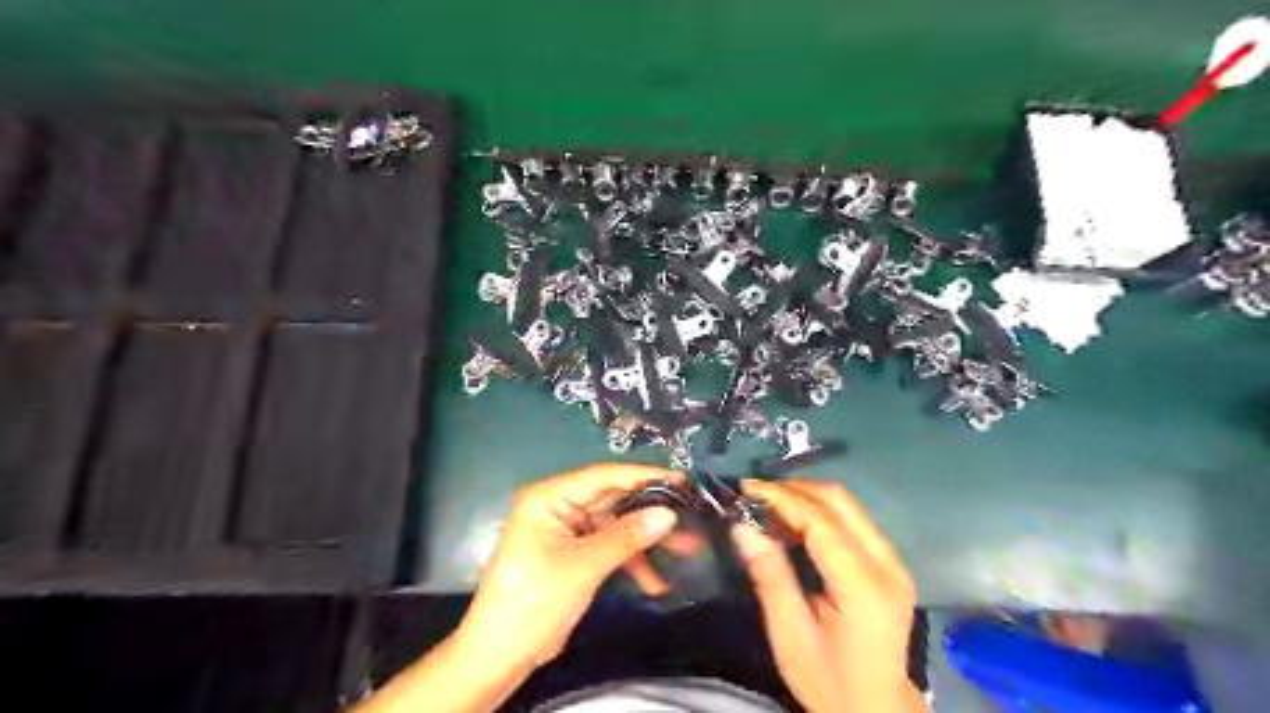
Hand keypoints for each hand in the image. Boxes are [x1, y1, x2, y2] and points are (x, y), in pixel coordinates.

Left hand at [453, 466, 680, 671]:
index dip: (644, 476)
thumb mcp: (583, 566)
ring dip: (646, 541)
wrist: (500, 653)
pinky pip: (608, 547)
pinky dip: (630, 561)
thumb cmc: (534, 600)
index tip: (681, 479)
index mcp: (550, 497)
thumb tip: (668, 513)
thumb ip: (626, 536)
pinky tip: (656, 581)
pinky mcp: (573, 552)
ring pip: (615, 525)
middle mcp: (558, 505)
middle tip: (690, 514)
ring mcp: (567, 530)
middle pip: (613, 500)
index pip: (604, 476)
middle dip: (650, 512)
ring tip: (688, 549)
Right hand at [731, 479, 928, 712]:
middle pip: (840, 501)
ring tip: (767, 509)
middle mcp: (887, 565)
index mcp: (864, 587)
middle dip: (793, 490)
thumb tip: (742, 526)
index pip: (821, 522)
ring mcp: (894, 561)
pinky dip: (819, 513)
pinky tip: (793, 525)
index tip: (744, 489)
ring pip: (847, 505)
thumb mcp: (790, 635)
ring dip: (805, 498)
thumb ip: (770, 576)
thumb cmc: (828, 681)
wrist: (877, 711)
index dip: (781, 498)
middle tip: (753, 497)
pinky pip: (852, 520)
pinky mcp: (890, 564)